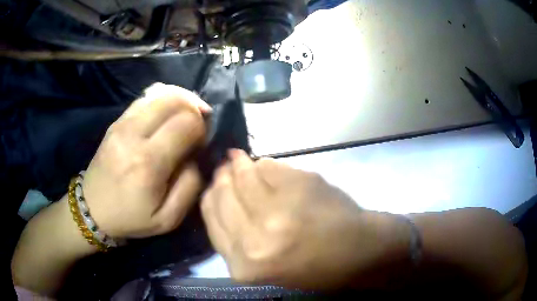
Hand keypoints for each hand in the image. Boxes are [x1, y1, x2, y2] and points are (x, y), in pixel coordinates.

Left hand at [83, 83, 211, 238]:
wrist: (93, 209)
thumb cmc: (130, 218)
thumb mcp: (167, 219)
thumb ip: (190, 187)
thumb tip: (197, 156)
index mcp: (148, 163)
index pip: (187, 123)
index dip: (202, 129)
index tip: (200, 144)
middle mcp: (134, 134)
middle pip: (175, 100)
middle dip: (194, 108)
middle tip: (198, 124)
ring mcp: (122, 124)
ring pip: (161, 93)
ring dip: (180, 99)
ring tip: (186, 114)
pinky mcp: (116, 121)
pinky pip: (145, 97)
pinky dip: (162, 98)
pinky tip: (167, 112)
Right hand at [201, 150, 410, 289]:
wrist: (358, 252)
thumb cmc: (312, 267)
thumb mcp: (262, 267)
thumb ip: (235, 237)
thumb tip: (219, 193)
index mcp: (245, 265)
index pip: (211, 218)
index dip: (212, 196)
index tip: (216, 184)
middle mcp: (255, 239)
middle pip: (222, 194)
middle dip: (222, 177)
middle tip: (225, 168)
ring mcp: (279, 210)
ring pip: (244, 175)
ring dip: (240, 164)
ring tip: (239, 160)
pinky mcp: (301, 185)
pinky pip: (270, 166)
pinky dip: (265, 164)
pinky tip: (264, 165)